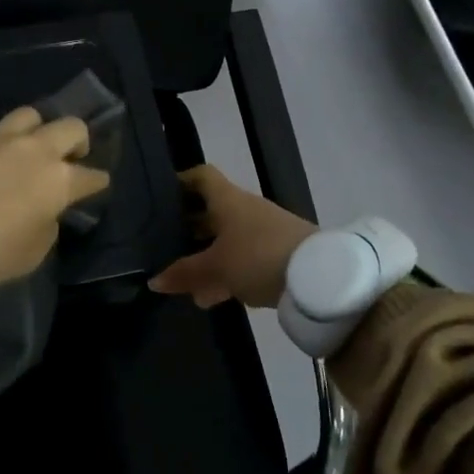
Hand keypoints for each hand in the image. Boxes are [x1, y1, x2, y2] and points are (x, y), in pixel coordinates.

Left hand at [0, 107, 109, 291]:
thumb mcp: (35, 251)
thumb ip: (47, 224)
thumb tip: (44, 211)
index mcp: (59, 180)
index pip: (91, 176)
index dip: (97, 181)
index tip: (98, 184)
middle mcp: (34, 150)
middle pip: (70, 127)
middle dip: (78, 140)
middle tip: (72, 154)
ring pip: (28, 115)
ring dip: (34, 129)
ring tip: (28, 144)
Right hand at [148, 165, 317, 308]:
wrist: (319, 277)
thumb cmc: (258, 257)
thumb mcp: (215, 267)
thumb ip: (184, 273)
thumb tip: (153, 280)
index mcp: (228, 200)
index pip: (201, 176)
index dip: (180, 181)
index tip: (160, 196)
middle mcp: (245, 209)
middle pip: (211, 211)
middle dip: (188, 228)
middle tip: (163, 244)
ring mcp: (264, 232)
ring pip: (227, 240)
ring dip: (206, 257)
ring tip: (185, 283)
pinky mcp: (278, 255)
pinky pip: (243, 260)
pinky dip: (226, 274)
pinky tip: (212, 297)